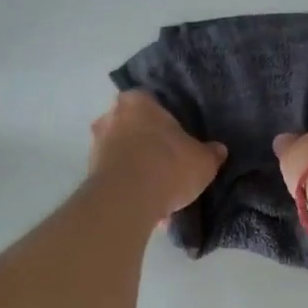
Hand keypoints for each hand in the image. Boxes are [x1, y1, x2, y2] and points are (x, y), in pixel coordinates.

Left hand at [90, 91, 226, 218]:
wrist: (127, 200)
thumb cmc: (168, 165)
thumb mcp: (202, 160)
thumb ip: (210, 153)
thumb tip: (218, 150)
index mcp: (137, 101)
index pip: (150, 101)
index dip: (164, 118)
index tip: (176, 135)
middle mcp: (111, 116)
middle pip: (133, 126)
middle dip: (147, 143)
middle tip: (168, 162)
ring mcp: (96, 145)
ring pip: (122, 153)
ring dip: (137, 168)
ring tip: (159, 191)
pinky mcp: (89, 174)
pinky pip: (115, 177)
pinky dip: (128, 188)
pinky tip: (147, 206)